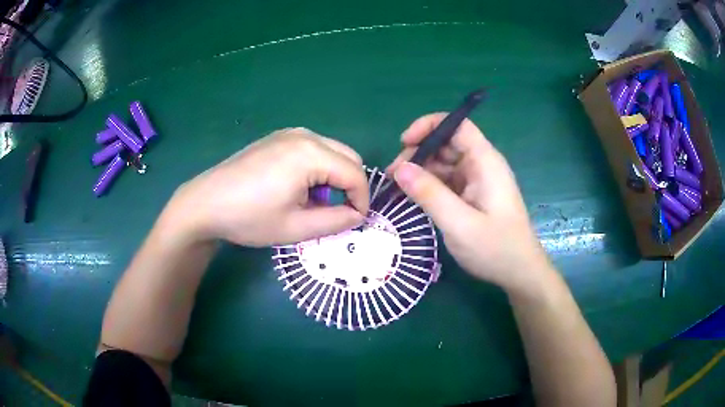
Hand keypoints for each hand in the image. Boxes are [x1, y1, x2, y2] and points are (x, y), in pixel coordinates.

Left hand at [167, 128, 369, 246]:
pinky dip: (318, 168)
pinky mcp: (277, 138)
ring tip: (313, 201)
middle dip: (351, 186)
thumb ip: (336, 221)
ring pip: (332, 151)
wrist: (206, 203)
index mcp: (311, 154)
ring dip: (334, 176)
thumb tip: (358, 215)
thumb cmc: (249, 218)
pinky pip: (313, 149)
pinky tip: (297, 187)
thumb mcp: (296, 227)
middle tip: (337, 212)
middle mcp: (304, 135)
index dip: (362, 200)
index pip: (355, 174)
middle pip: (348, 157)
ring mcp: (289, 133)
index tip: (354, 221)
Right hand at [387, 114, 550, 293]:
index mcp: (485, 162)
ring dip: (421, 171)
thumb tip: (399, 168)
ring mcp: (478, 181)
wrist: (519, 273)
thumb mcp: (459, 224)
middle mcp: (482, 165)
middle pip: (447, 143)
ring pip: (445, 163)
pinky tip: (414, 198)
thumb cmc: (495, 248)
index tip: (404, 143)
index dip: (429, 126)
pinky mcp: (473, 195)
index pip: (458, 125)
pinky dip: (429, 186)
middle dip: (419, 153)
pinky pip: (448, 181)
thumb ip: (429, 194)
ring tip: (398, 189)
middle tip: (393, 175)